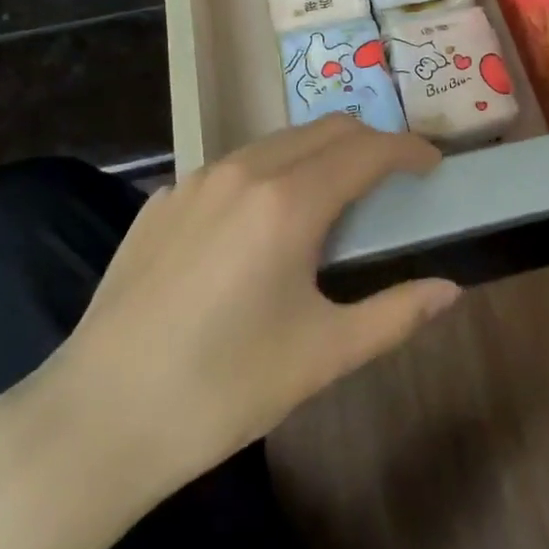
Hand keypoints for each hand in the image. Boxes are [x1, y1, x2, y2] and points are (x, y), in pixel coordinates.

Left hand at [8, 116, 456, 495]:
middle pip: (325, 130)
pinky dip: (269, 173)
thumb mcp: (323, 355)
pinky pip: (233, 166)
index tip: (432, 164)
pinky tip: (261, 224)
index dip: (408, 149)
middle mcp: (243, 171)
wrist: (97, 418)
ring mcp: (195, 179)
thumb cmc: (222, 389)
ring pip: (276, 141)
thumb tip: (450, 290)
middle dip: (368, 143)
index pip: (367, 149)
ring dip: (318, 153)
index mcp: (288, 201)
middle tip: (392, 179)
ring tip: (333, 198)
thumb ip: (395, 314)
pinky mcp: (162, 199)